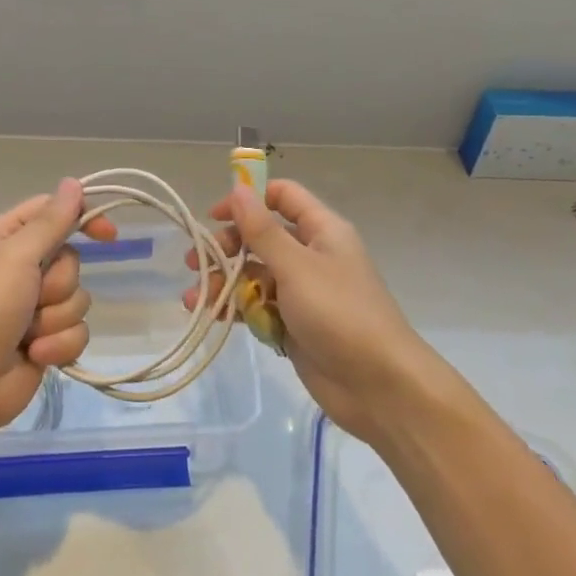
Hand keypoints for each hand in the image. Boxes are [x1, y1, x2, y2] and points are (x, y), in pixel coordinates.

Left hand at [0, 178, 118, 436]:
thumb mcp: (16, 257)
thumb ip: (50, 222)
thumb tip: (73, 182)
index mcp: (4, 237)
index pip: (52, 211)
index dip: (82, 218)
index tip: (108, 234)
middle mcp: (19, 267)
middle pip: (70, 260)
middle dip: (58, 284)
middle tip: (33, 297)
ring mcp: (32, 307)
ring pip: (78, 298)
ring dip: (56, 319)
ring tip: (28, 334)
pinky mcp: (45, 340)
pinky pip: (76, 331)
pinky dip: (58, 345)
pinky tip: (34, 356)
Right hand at [188, 179, 429, 439]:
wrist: (380, 387)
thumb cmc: (340, 314)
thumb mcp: (296, 266)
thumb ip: (262, 230)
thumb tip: (238, 188)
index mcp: (321, 231)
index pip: (282, 196)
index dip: (248, 199)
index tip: (214, 215)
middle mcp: (311, 255)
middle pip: (261, 236)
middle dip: (226, 246)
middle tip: (197, 261)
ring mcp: (301, 292)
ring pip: (253, 274)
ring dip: (223, 281)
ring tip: (195, 298)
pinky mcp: (292, 323)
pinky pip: (257, 306)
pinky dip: (234, 307)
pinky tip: (209, 314)